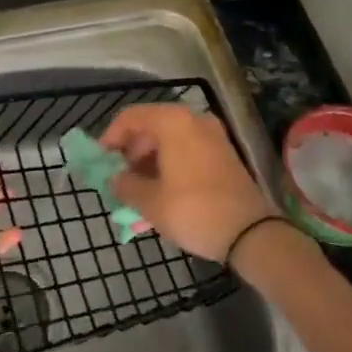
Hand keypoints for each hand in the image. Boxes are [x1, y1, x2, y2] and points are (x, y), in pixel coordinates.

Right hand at [99, 105, 275, 260]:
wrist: (250, 233)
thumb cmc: (193, 211)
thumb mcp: (151, 202)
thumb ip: (126, 186)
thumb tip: (115, 180)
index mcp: (173, 122)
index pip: (131, 117)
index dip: (111, 137)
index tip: (101, 161)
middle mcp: (193, 119)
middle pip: (151, 125)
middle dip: (131, 149)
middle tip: (121, 176)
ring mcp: (212, 134)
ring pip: (170, 137)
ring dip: (150, 157)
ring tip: (140, 187)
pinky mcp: (224, 151)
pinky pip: (187, 146)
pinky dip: (170, 161)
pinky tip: (163, 187)